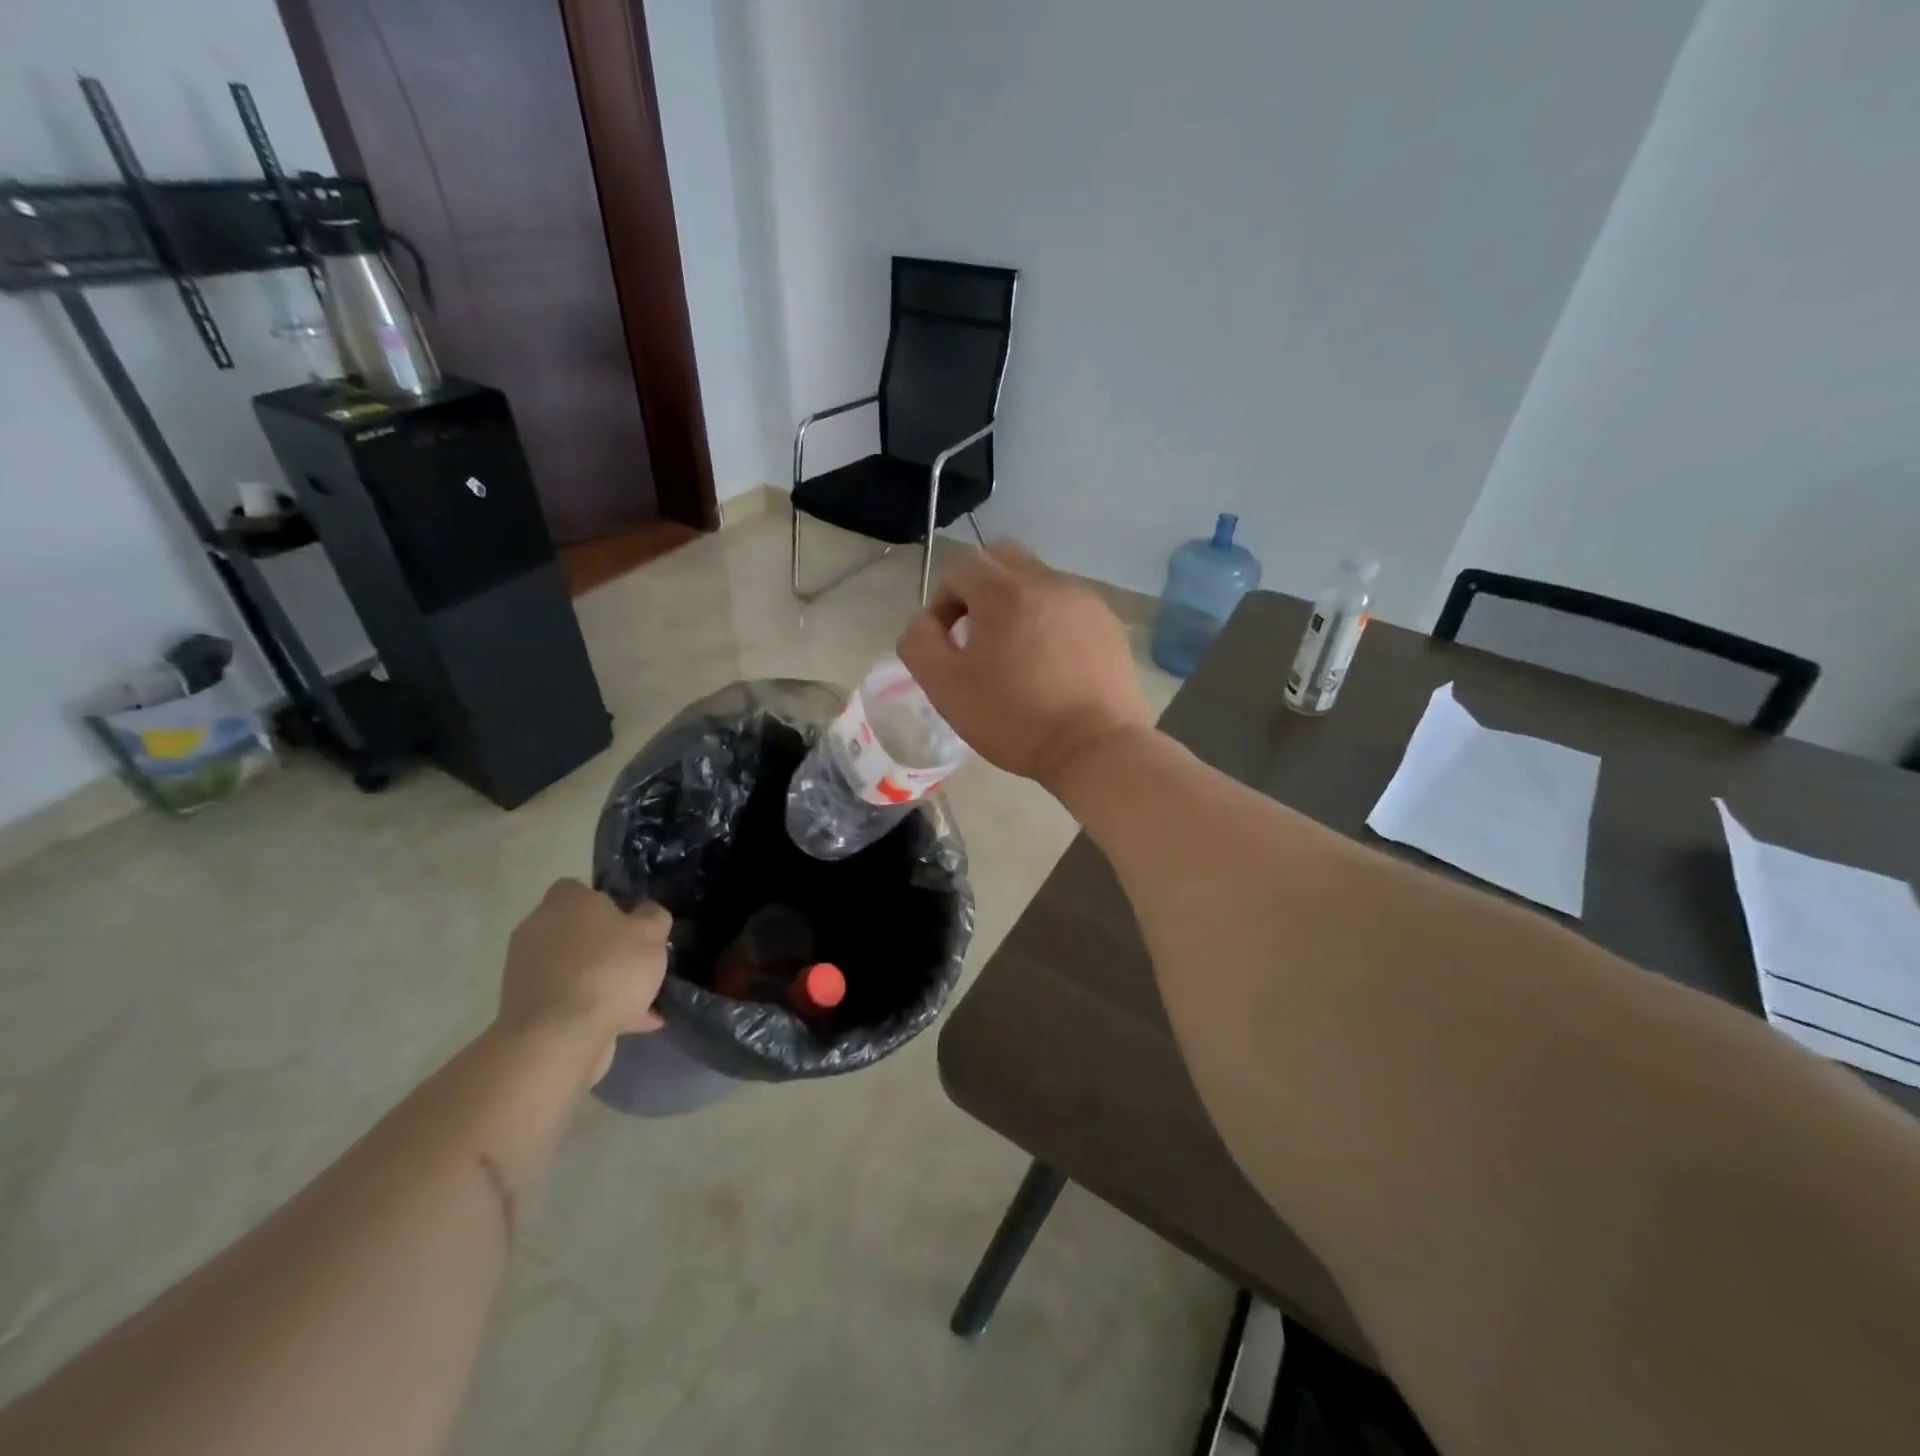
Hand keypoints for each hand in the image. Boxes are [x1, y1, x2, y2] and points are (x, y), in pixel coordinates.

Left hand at [496, 880, 668, 1084]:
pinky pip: (570, 1000)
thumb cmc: (608, 970)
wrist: (559, 1037)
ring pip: (576, 968)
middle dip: (608, 947)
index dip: (610, 904)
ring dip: (603, 981)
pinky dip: (595, 1008)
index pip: (582, 889)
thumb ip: (653, 917)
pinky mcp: (526, 1009)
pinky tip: (630, 1023)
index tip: (633, 924)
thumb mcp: (651, 934)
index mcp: (563, 901)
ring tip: (641, 1000)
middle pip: (579, 931)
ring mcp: (526, 971)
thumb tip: (647, 913)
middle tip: (639, 962)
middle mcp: (537, 929)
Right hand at [897, 539, 1154, 790]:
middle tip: (977, 635)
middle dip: (979, 587)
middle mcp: (1047, 581)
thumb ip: (920, 643)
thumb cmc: (1015, 719)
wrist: (1095, 748)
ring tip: (1017, 653)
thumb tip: (924, 621)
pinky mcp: (1108, 622)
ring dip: (1016, 603)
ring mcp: (1084, 599)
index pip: (960, 566)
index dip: (942, 600)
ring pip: (1037, 579)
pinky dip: (1050, 619)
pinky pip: (1067, 604)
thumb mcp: (946, 688)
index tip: (947, 641)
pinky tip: (1051, 664)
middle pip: (1001, 558)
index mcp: (1005, 592)